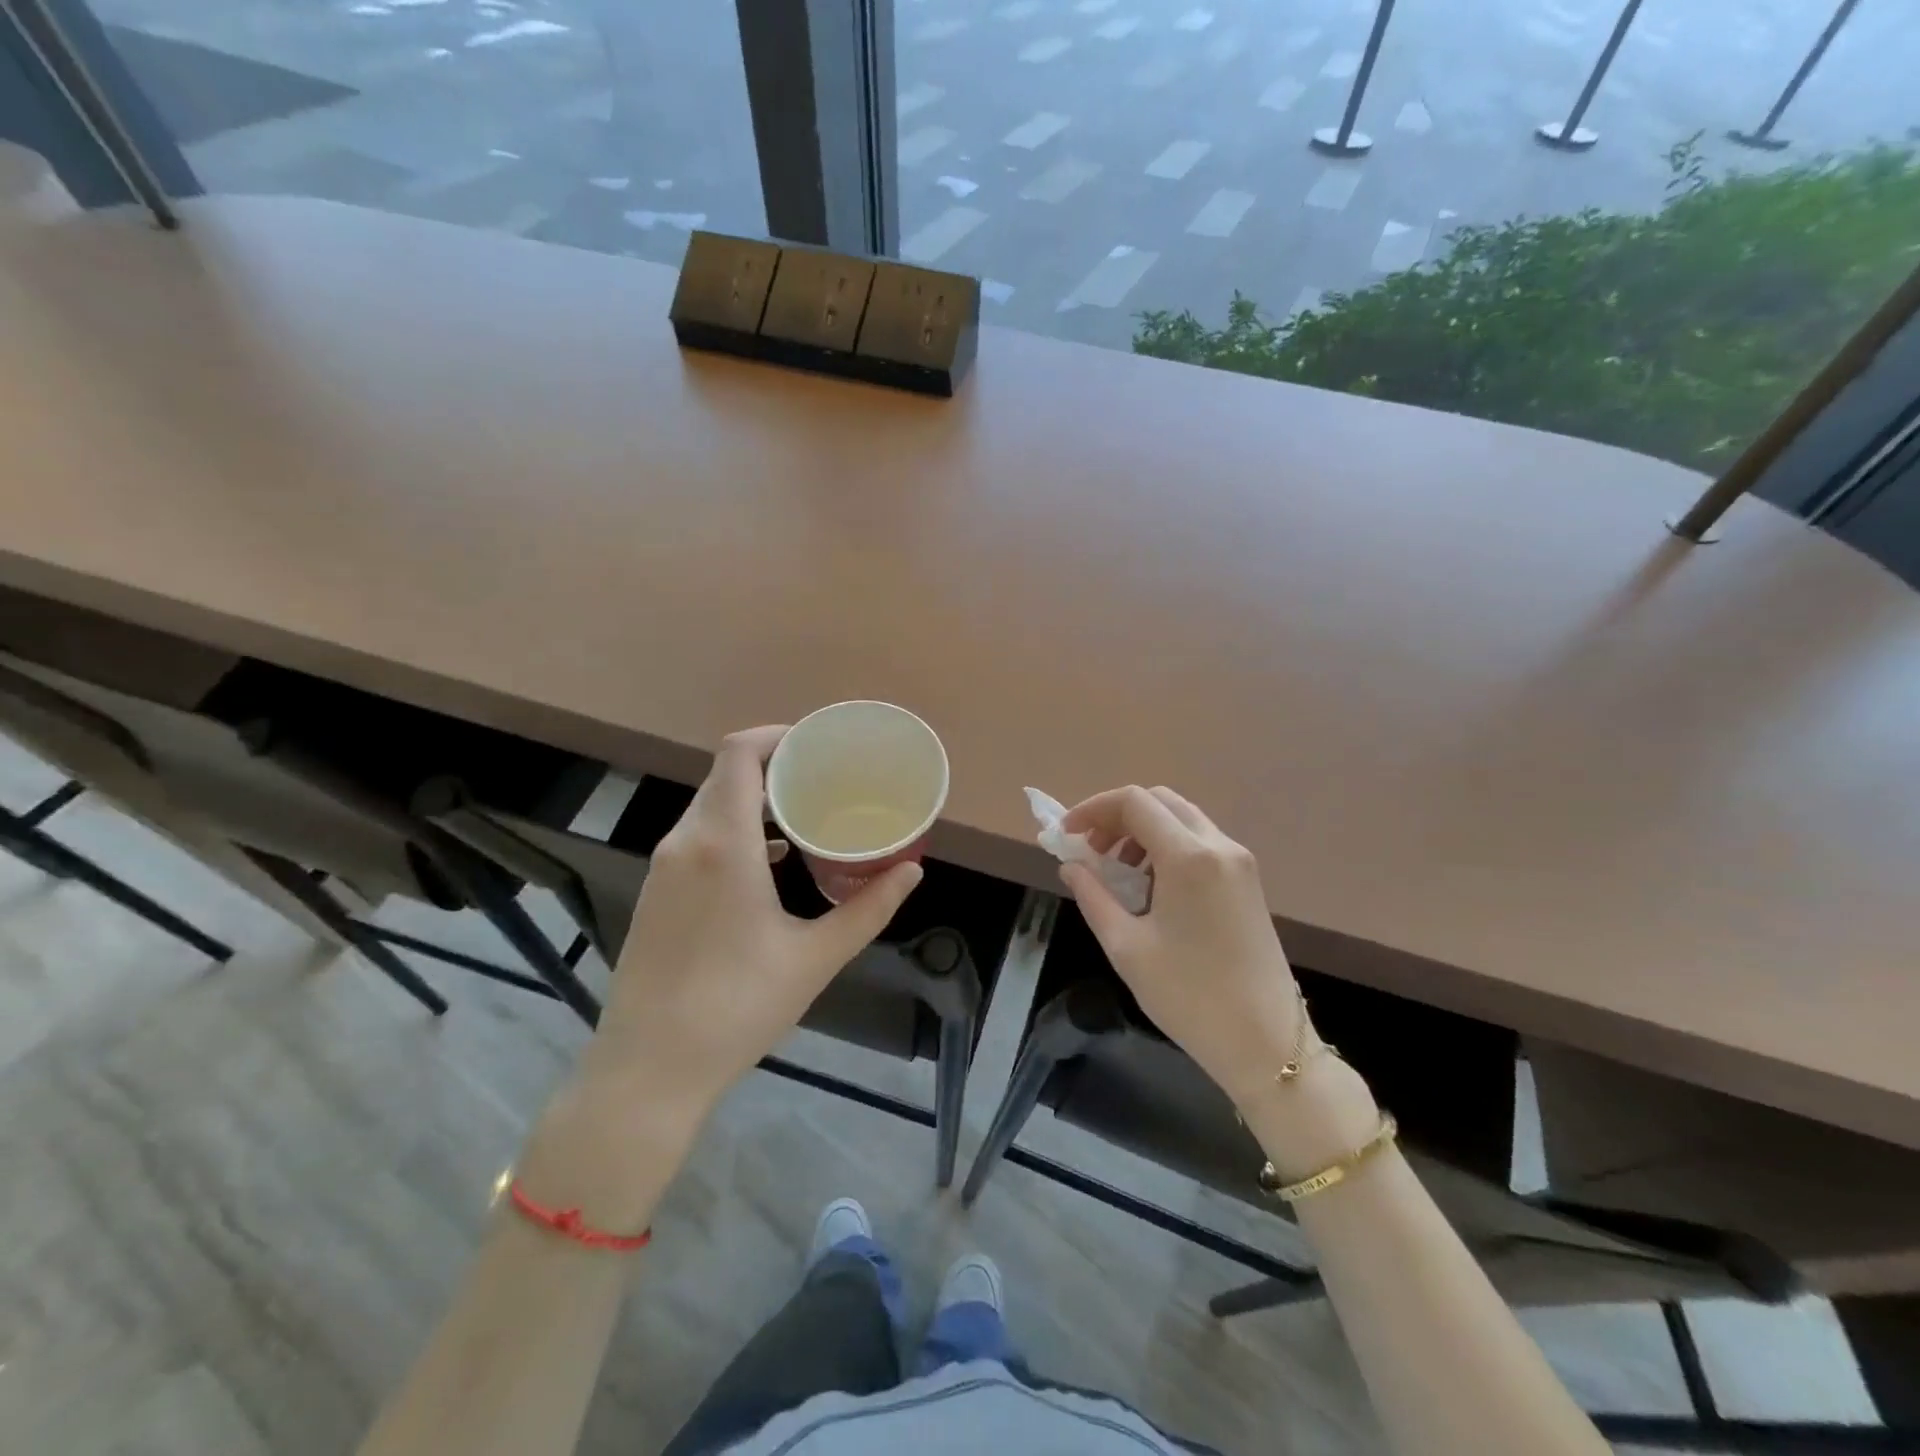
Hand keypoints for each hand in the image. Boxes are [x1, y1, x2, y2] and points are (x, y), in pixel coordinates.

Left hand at [587, 725, 922, 1113]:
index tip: (817, 746)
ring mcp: (663, 869)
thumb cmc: (738, 1007)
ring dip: (753, 800)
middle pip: (726, 776)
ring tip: (804, 816)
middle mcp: (685, 842)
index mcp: (722, 844)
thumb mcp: (815, 957)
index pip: (738, 754)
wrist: (649, 1069)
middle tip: (824, 780)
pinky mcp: (655, 894)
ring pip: (709, 807)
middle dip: (775, 767)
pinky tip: (770, 861)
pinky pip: (697, 837)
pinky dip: (734, 830)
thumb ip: (868, 908)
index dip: (777, 736)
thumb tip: (912, 871)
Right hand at [1058, 786, 1306, 1108]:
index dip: (1093, 809)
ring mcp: (1239, 862)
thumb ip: (1093, 896)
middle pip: (1160, 801)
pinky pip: (1200, 842)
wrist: (1265, 1042)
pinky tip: (1150, 885)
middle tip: (1090, 849)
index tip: (1066, 835)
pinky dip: (1167, 846)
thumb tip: (1071, 866)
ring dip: (1142, 830)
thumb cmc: (1188, 995)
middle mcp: (1219, 846)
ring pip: (1182, 819)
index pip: (1134, 802)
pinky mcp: (1247, 881)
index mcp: (1189, 857)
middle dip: (1117, 816)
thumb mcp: (1126, 946)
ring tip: (1117, 870)